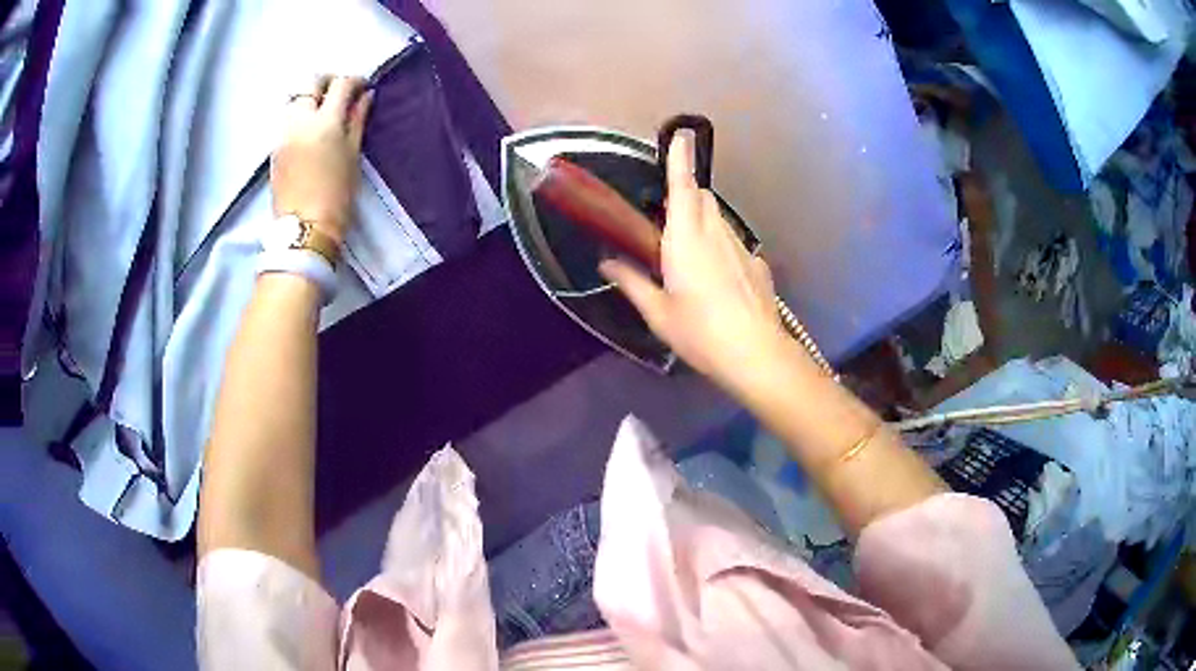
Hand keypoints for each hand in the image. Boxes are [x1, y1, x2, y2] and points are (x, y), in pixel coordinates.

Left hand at [271, 75, 372, 241]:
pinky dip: (299, 114)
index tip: (363, 88)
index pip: (341, 85)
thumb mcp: (353, 155)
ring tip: (322, 111)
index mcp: (325, 122)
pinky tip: (309, 129)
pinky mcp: (274, 146)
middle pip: (311, 82)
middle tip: (340, 94)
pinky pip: (287, 118)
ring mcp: (283, 132)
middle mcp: (300, 120)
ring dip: (310, 97)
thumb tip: (365, 96)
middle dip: (328, 82)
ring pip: (295, 98)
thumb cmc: (337, 194)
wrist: (304, 227)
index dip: (355, 81)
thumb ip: (357, 120)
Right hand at [599, 135, 791, 390]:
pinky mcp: (758, 265)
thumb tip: (607, 263)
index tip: (682, 134)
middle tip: (669, 220)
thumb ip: (632, 282)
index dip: (681, 159)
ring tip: (692, 257)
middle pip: (702, 199)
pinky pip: (734, 245)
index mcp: (685, 239)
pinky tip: (719, 283)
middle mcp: (716, 234)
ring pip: (719, 221)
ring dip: (703, 223)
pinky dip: (722, 250)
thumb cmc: (700, 333)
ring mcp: (742, 248)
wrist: (755, 355)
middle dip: (687, 196)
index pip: (683, 187)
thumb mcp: (658, 312)